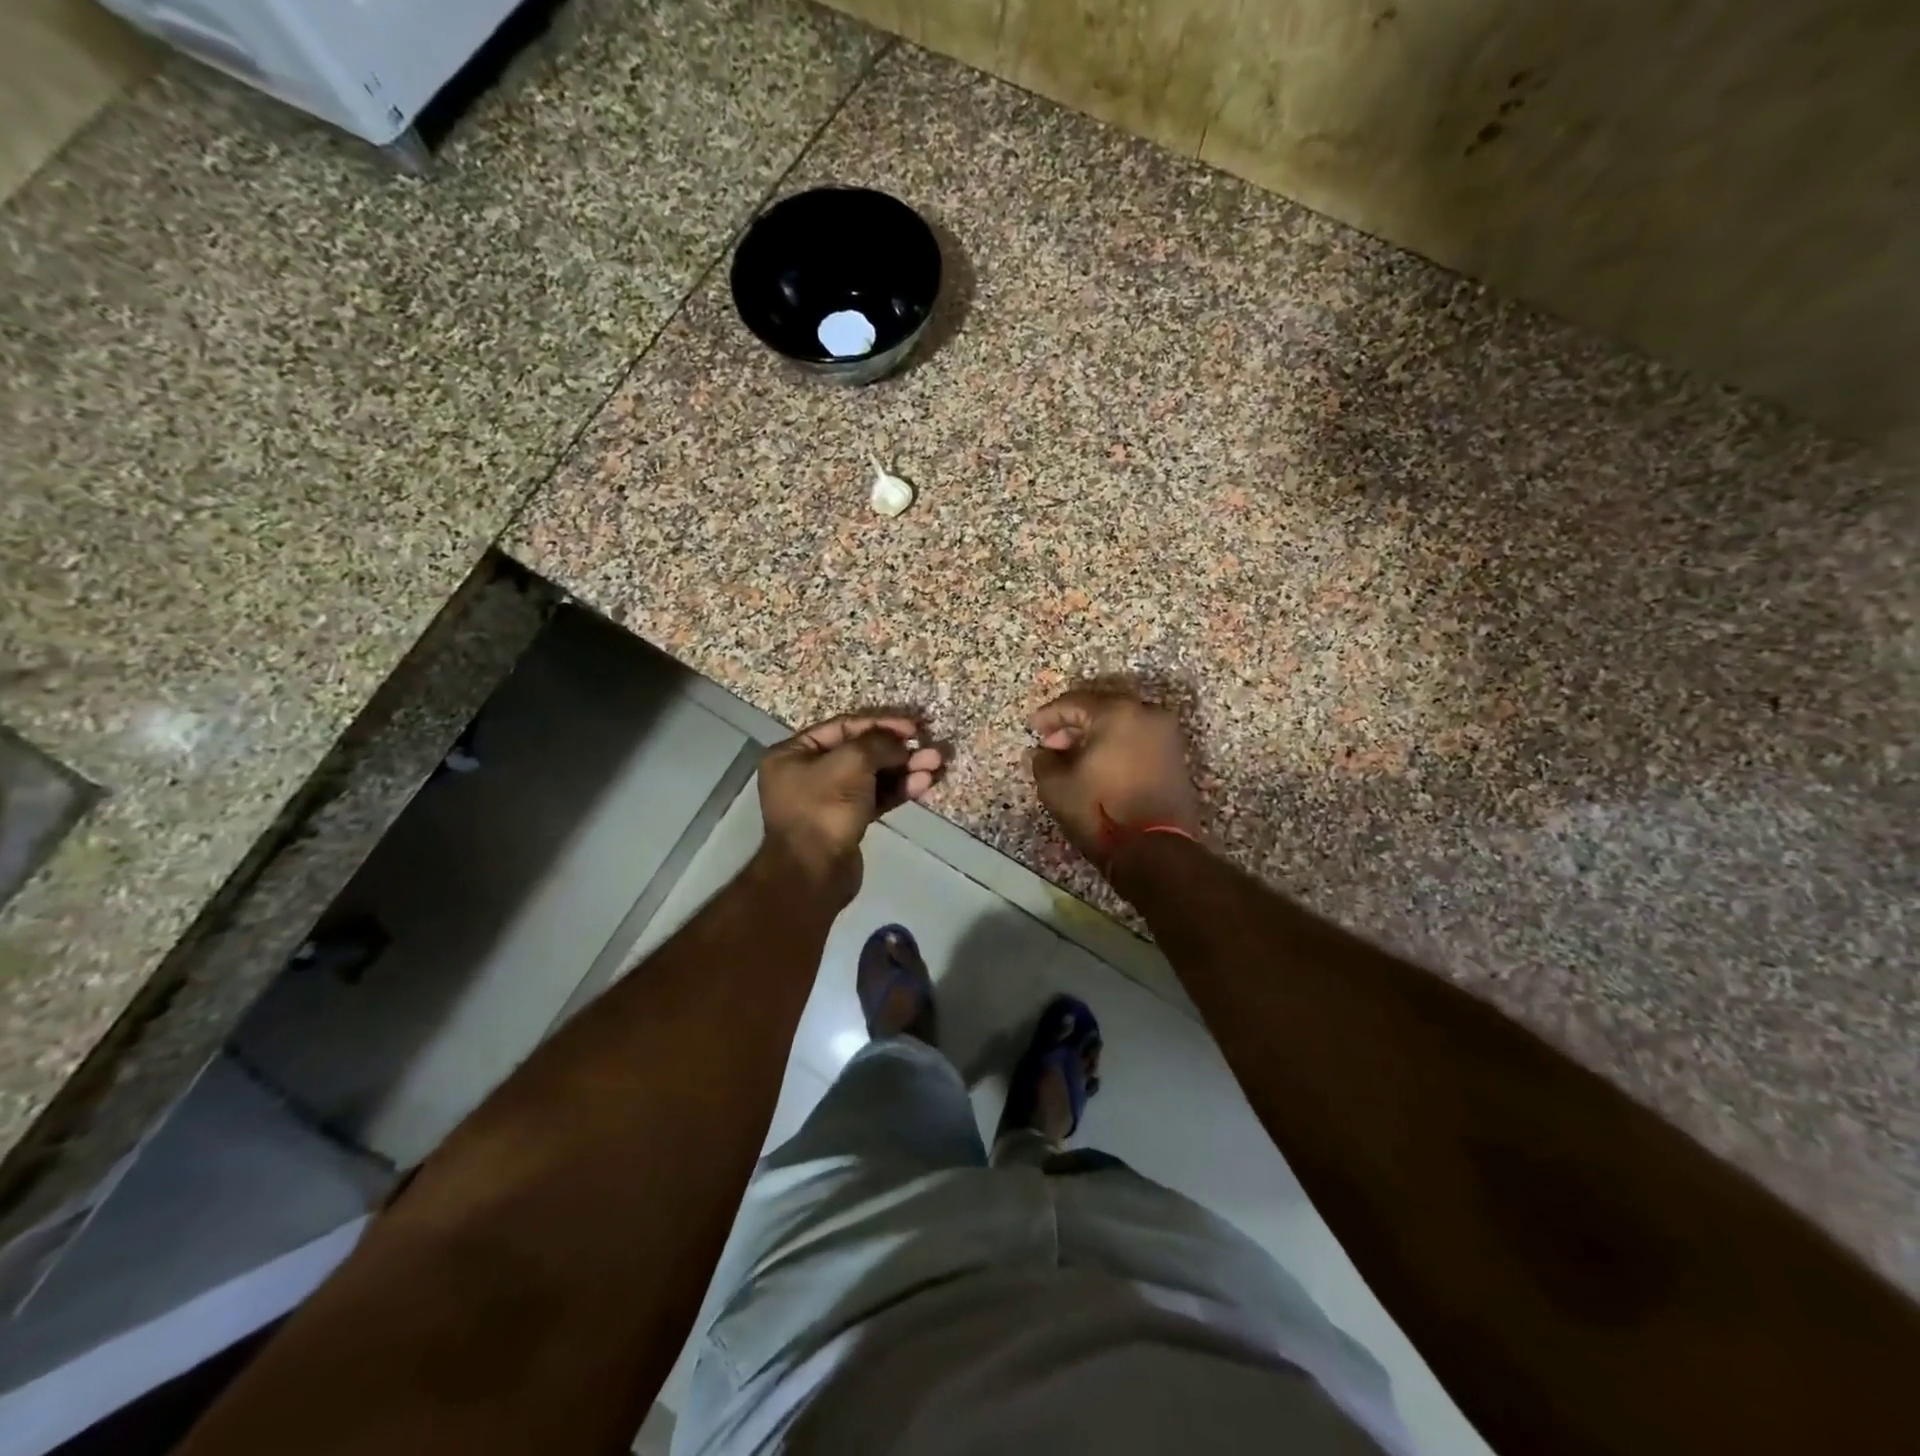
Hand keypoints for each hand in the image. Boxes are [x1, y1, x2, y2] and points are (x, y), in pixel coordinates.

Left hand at [756, 713, 943, 902]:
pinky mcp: (847, 822)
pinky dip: (898, 790)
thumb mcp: (851, 762)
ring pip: (872, 776)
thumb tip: (901, 743)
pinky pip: (875, 797)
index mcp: (794, 753)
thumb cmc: (824, 808)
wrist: (813, 873)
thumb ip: (878, 744)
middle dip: (898, 751)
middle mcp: (807, 773)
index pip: (844, 727)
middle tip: (931, 750)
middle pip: (861, 752)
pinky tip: (923, 785)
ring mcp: (827, 800)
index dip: (881, 724)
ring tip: (936, 765)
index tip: (913, 727)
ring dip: (904, 769)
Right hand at [1029, 688, 1200, 872]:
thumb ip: (1044, 761)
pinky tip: (1100, 766)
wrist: (1156, 849)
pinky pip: (1139, 739)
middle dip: (1074, 723)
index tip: (1033, 727)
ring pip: (1123, 723)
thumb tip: (1043, 753)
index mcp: (1117, 713)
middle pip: (1102, 708)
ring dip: (1096, 735)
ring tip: (1074, 757)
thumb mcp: (1056, 786)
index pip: (1075, 702)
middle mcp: (1148, 714)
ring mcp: (1167, 735)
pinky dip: (1117, 745)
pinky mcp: (1176, 757)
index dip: (1049, 714)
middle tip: (1052, 743)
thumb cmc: (1101, 810)